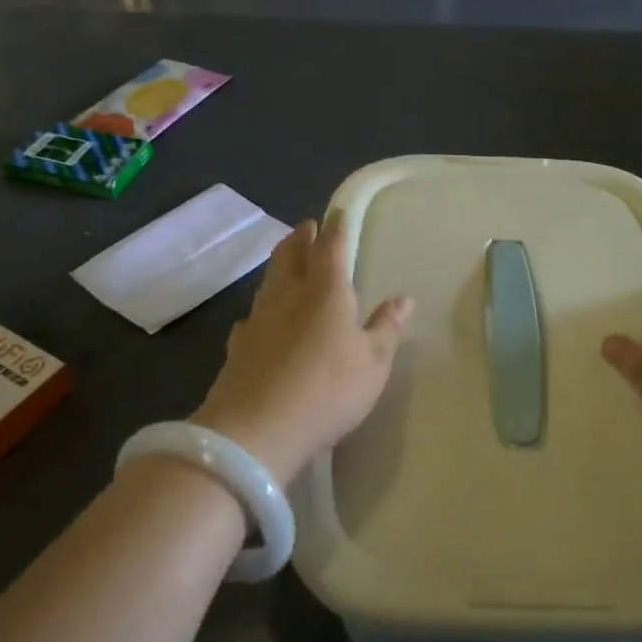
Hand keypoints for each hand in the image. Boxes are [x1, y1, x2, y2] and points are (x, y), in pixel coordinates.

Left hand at [192, 216, 412, 483]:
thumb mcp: (373, 363)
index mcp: (325, 291)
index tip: (337, 211)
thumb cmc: (327, 390)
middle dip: (301, 237)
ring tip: (289, 261)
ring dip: (280, 264)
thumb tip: (403, 298)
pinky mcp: (238, 346)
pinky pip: (253, 314)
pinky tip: (262, 319)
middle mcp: (287, 295)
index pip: (331, 246)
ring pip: (269, 280)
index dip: (336, 226)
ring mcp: (257, 319)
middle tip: (308, 227)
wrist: (256, 430)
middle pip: (290, 254)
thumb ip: (386, 328)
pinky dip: (263, 307)